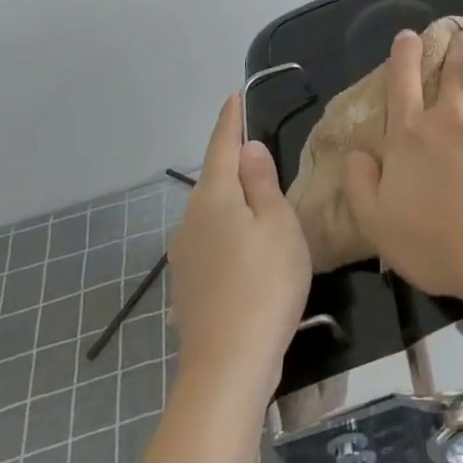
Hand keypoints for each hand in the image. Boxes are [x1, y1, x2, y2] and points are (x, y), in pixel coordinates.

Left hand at [167, 94, 310, 399]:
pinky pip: (211, 239)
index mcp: (214, 199)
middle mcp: (190, 221)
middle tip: (256, 145)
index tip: (234, 96)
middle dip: (232, 161)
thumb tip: (247, 147)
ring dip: (232, 198)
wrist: (228, 366)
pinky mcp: (189, 285)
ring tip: (259, 196)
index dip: (230, 120)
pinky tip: (246, 245)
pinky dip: (229, 228)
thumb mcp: (278, 224)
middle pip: (214, 179)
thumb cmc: (265, 284)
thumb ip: (262, 182)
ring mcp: (185, 256)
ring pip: (212, 212)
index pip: (221, 147)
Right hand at [345, 29, 462, 302]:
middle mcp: (450, 111)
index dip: (405, 52)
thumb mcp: (378, 225)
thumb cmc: (437, 243)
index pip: (402, 77)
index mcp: (410, 132)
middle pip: (454, 61)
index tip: (409, 37)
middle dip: (455, 48)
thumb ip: (360, 186)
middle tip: (458, 46)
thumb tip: (355, 155)